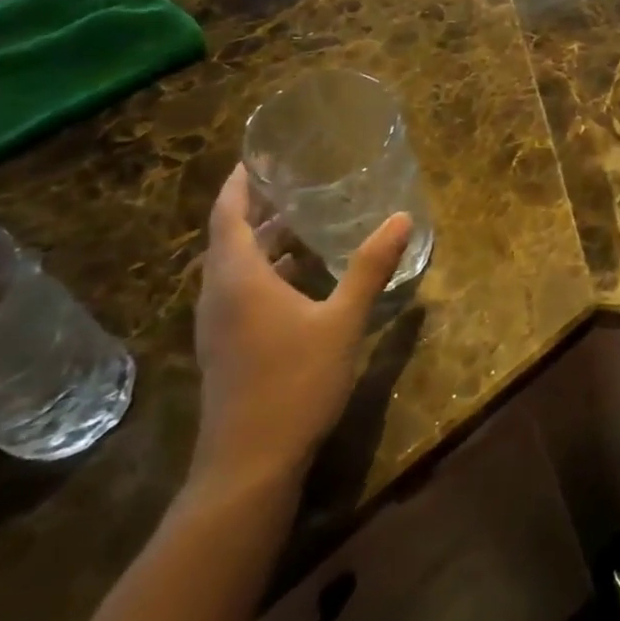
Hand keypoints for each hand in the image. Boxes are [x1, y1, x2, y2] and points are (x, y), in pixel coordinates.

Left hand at [190, 165, 413, 490]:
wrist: (249, 463)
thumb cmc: (295, 381)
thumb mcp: (342, 321)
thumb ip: (370, 267)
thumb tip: (401, 218)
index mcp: (239, 278)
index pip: (229, 215)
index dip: (240, 184)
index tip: (259, 157)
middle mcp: (219, 295)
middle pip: (229, 239)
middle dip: (257, 209)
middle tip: (293, 182)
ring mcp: (218, 324)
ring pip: (233, 268)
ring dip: (262, 242)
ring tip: (301, 222)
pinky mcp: (226, 347)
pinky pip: (239, 291)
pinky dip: (265, 272)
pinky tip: (300, 277)